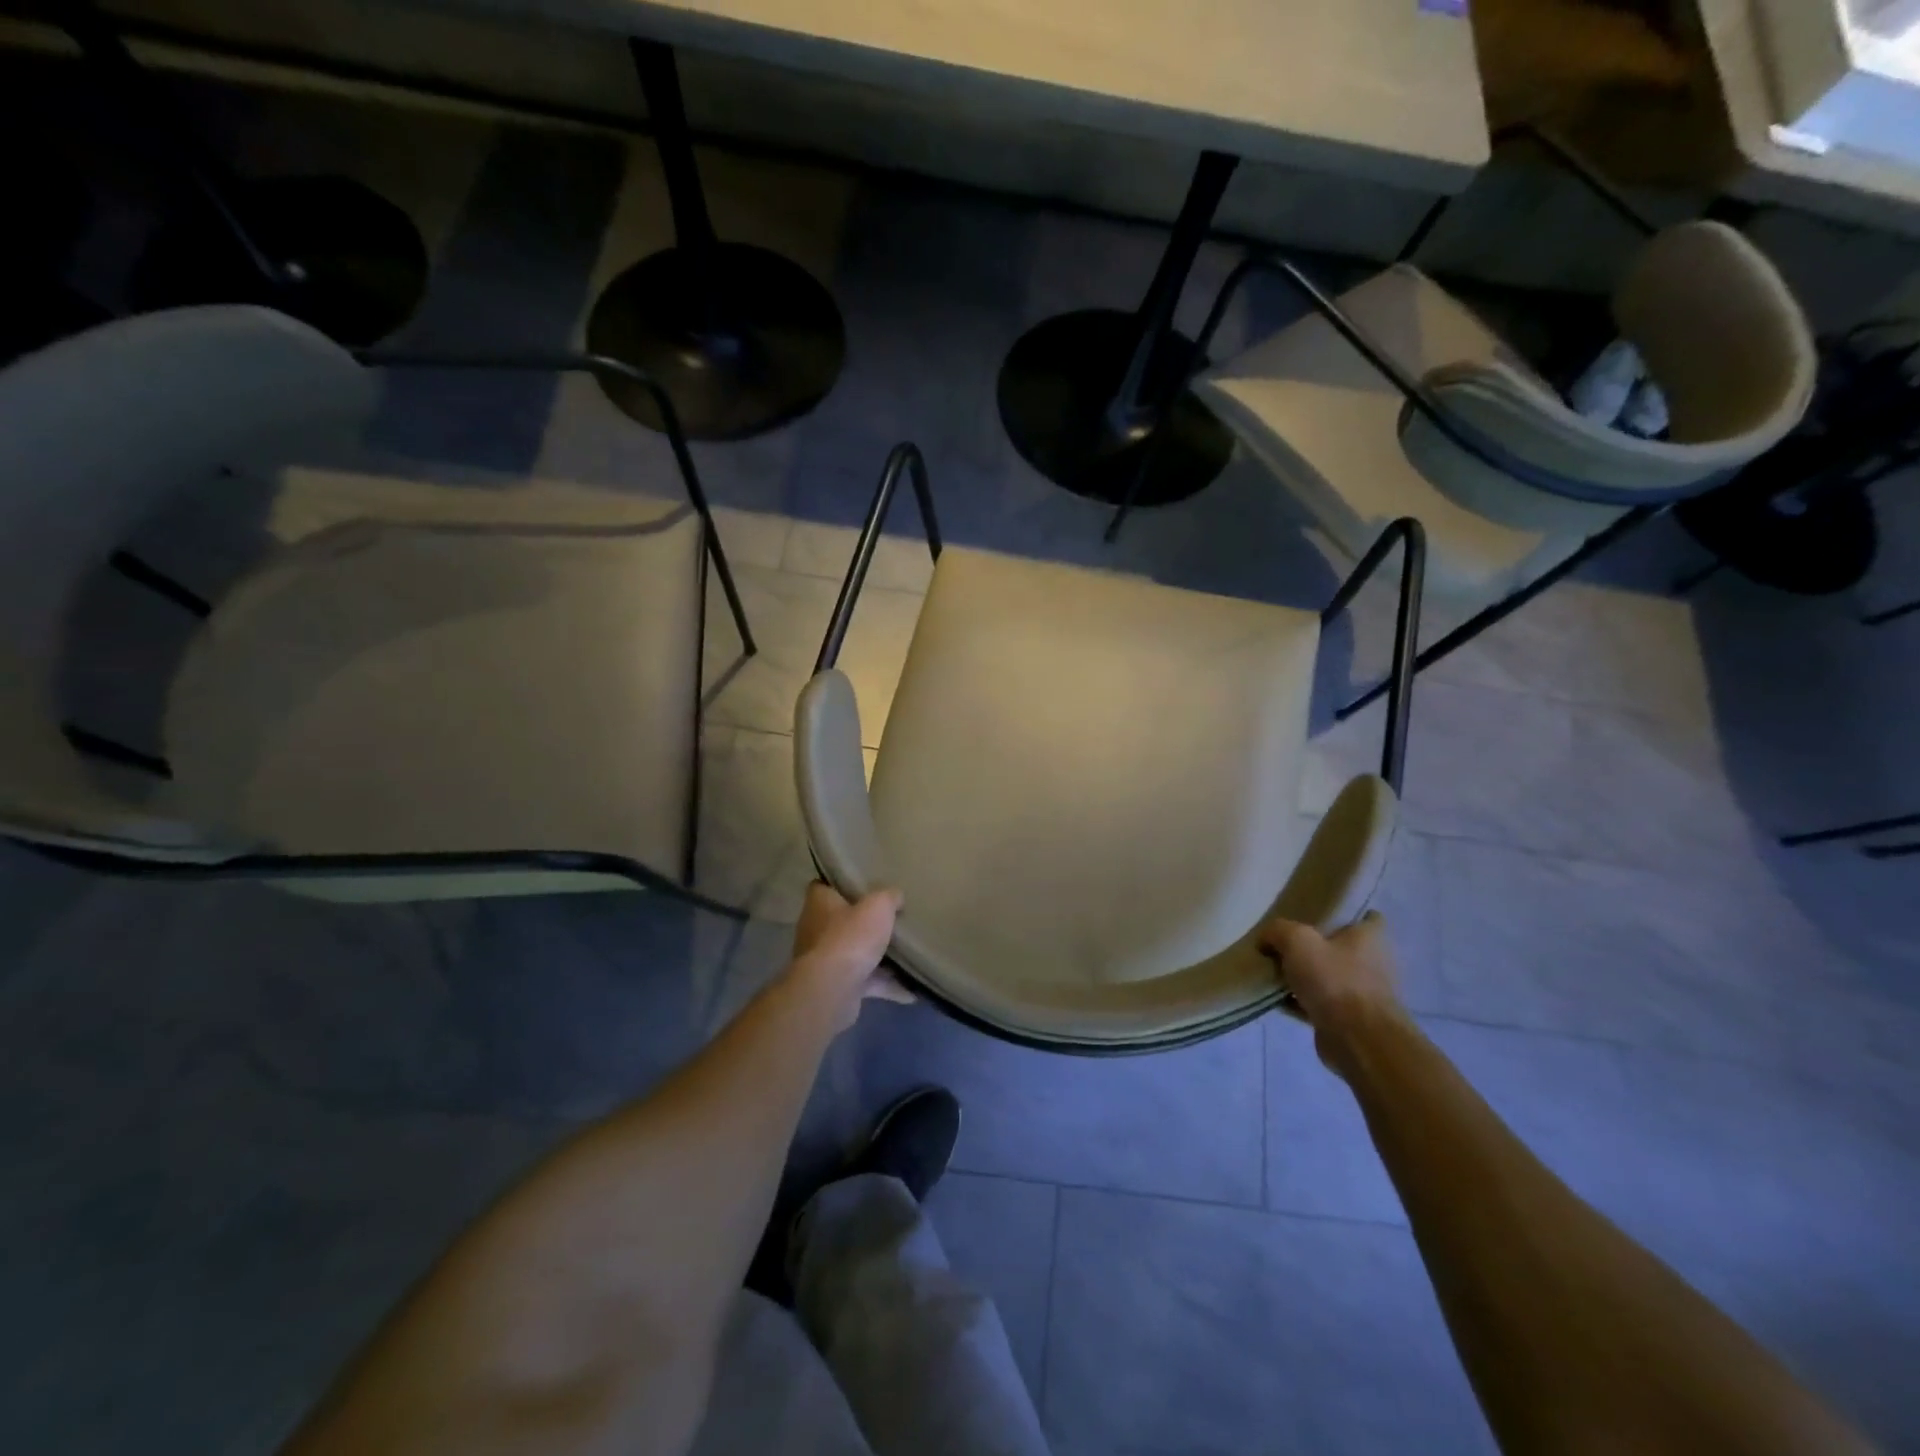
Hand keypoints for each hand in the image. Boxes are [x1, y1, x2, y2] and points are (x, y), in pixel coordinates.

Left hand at [790, 883, 912, 1031]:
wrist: (831, 990)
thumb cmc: (850, 937)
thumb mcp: (878, 907)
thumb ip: (889, 897)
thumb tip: (896, 896)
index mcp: (819, 904)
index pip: (822, 886)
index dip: (840, 884)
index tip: (862, 884)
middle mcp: (817, 930)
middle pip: (841, 920)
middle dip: (864, 922)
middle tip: (890, 917)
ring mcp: (825, 961)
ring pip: (855, 953)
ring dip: (877, 956)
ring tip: (906, 953)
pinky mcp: (837, 986)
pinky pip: (866, 982)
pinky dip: (886, 985)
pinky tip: (911, 991)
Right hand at [1259, 912, 1407, 1073]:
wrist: (1358, 1041)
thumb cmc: (1335, 981)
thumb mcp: (1297, 940)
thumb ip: (1278, 931)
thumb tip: (1265, 939)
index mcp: (1369, 938)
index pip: (1364, 916)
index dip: (1342, 913)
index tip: (1315, 914)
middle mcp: (1372, 963)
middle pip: (1338, 947)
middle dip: (1313, 947)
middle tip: (1283, 943)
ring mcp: (1362, 993)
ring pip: (1327, 976)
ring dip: (1304, 976)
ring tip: (1273, 971)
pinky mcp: (1349, 1019)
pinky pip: (1319, 1003)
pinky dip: (1300, 1002)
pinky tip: (1276, 999)